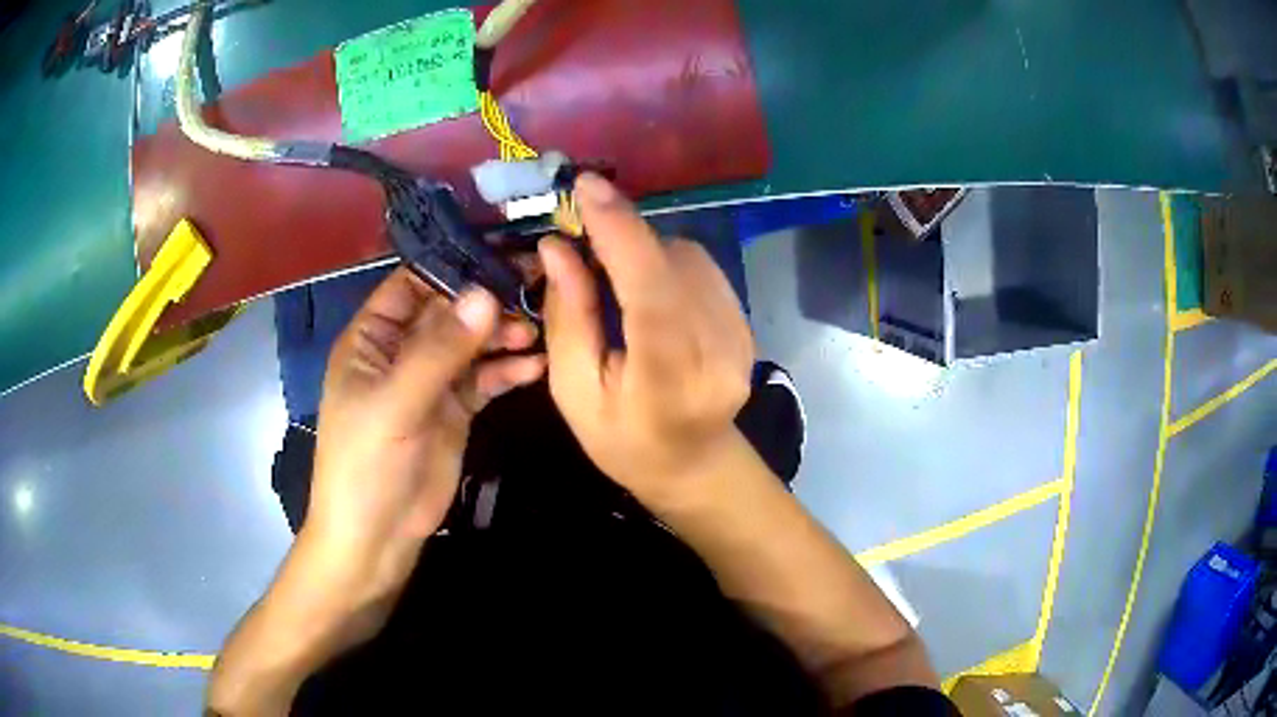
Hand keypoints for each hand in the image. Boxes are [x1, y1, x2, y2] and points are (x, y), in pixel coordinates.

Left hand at [304, 268, 544, 640]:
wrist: (377, 537)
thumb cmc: (366, 466)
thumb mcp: (395, 404)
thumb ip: (439, 351)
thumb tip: (484, 294)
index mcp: (372, 338)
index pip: (412, 284)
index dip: (452, 267)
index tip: (502, 253)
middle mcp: (401, 352)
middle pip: (449, 312)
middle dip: (487, 301)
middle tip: (535, 287)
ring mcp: (430, 382)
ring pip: (471, 345)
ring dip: (502, 335)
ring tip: (538, 331)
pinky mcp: (454, 411)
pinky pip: (485, 380)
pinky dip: (508, 371)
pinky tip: (536, 366)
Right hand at [538, 174, 754, 510]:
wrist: (692, 464)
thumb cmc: (622, 440)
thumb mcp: (575, 391)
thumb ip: (569, 316)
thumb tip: (558, 245)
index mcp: (669, 378)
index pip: (650, 290)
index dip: (620, 230)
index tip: (587, 186)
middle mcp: (717, 350)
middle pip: (670, 262)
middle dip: (621, 237)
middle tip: (580, 237)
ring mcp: (740, 335)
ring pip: (687, 257)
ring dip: (643, 252)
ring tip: (612, 279)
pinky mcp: (746, 323)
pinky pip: (701, 268)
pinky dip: (665, 263)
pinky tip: (645, 290)